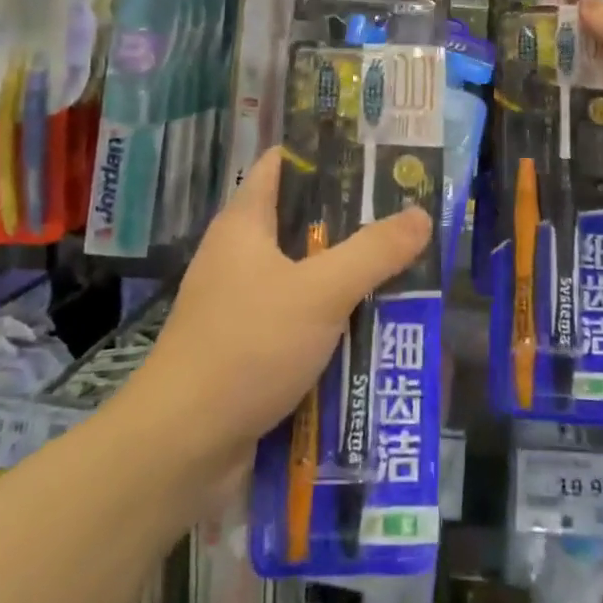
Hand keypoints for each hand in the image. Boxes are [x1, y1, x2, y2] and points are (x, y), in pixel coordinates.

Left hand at [141, 150, 431, 467]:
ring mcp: (241, 306)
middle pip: (300, 222)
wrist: (181, 448)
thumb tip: (420, 214)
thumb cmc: (247, 347)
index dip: (324, 154)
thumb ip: (373, 252)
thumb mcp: (320, 292)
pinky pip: (300, 321)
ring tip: (405, 270)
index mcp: (244, 225)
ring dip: (348, 277)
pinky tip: (374, 329)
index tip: (374, 156)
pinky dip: (333, 321)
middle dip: (352, 221)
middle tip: (407, 216)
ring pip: (305, 276)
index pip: (281, 165)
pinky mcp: (248, 350)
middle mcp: (239, 257)